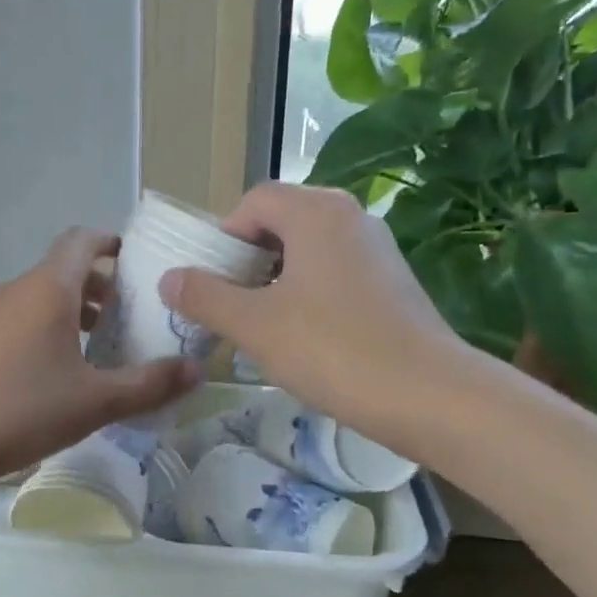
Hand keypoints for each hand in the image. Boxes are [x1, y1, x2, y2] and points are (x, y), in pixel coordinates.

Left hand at [0, 228, 198, 497]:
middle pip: (67, 271)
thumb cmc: (19, 408)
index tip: (142, 264)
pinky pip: (27, 323)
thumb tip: (198, 370)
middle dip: (105, 287)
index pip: (83, 241)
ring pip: (46, 300)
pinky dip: (54, 333)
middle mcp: (20, 292)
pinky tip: (68, 375)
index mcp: (49, 289)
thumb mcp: (94, 401)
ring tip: (109, 348)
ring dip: (79, 314)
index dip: (113, 243)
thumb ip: (148, 385)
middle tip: (138, 316)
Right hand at [158, 182, 473, 427]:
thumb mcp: (254, 325)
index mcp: (316, 212)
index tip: (209, 281)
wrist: (427, 394)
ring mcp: (377, 249)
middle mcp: (350, 217)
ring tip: (259, 323)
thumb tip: (169, 279)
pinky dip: (306, 292)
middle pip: (281, 221)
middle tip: (228, 302)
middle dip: (246, 259)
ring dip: (274, 279)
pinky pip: (334, 272)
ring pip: (308, 250)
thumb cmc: (332, 349)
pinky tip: (301, 336)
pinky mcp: (392, 282)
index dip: (222, 236)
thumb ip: (205, 297)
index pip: (254, 201)